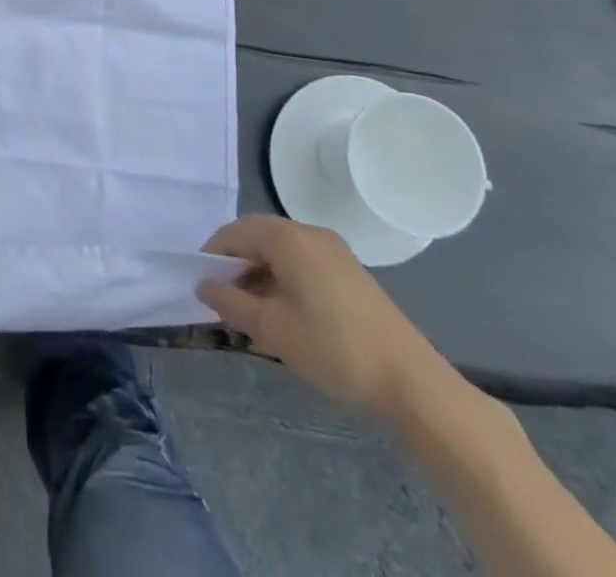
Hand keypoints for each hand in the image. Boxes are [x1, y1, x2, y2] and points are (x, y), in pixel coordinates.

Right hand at [198, 215, 453, 417]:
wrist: (413, 383)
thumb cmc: (333, 348)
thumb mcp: (272, 329)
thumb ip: (231, 303)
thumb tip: (204, 286)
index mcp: (287, 238)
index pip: (234, 233)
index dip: (212, 256)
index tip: (202, 286)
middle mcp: (309, 233)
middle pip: (258, 239)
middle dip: (237, 267)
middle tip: (226, 302)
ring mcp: (334, 252)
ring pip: (281, 253)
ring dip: (261, 276)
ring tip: (254, 316)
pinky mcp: (351, 273)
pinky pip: (304, 264)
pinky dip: (285, 281)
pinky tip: (286, 317)